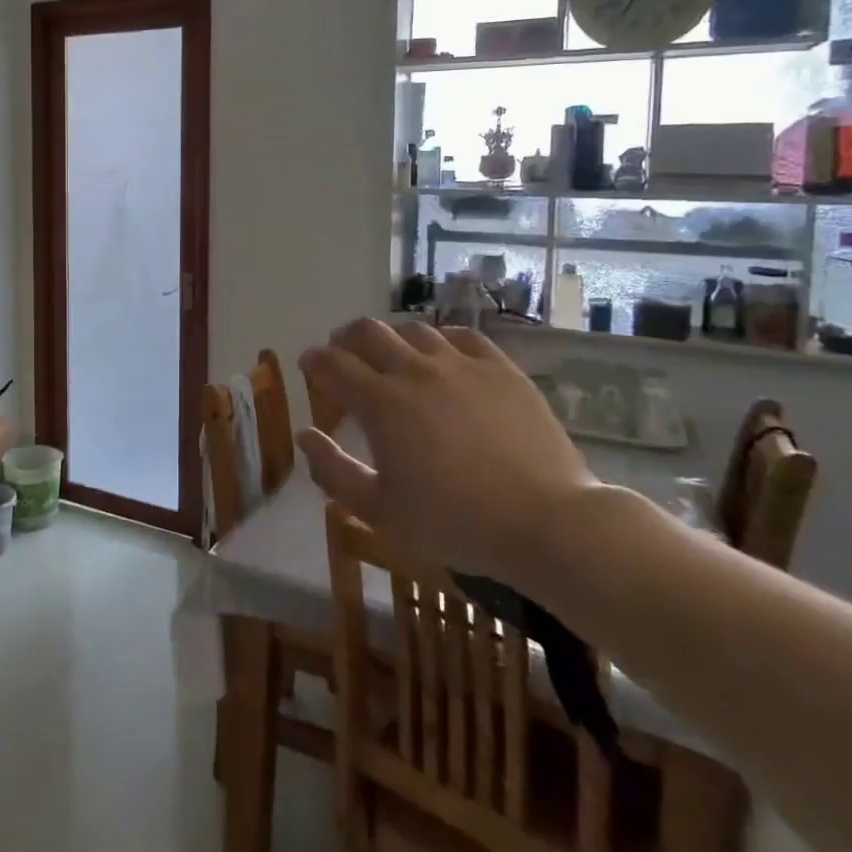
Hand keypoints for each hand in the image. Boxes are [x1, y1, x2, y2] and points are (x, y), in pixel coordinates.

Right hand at [297, 319, 595, 590]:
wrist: (546, 522)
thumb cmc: (455, 523)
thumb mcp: (380, 511)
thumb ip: (334, 471)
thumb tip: (305, 435)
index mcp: (381, 403)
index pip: (333, 364)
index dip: (314, 360)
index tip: (308, 363)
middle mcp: (415, 371)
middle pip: (369, 332)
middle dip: (346, 337)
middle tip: (342, 351)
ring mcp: (462, 365)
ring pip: (414, 329)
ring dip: (391, 336)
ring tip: (390, 353)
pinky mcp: (501, 369)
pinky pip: (462, 336)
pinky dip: (439, 339)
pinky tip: (441, 353)